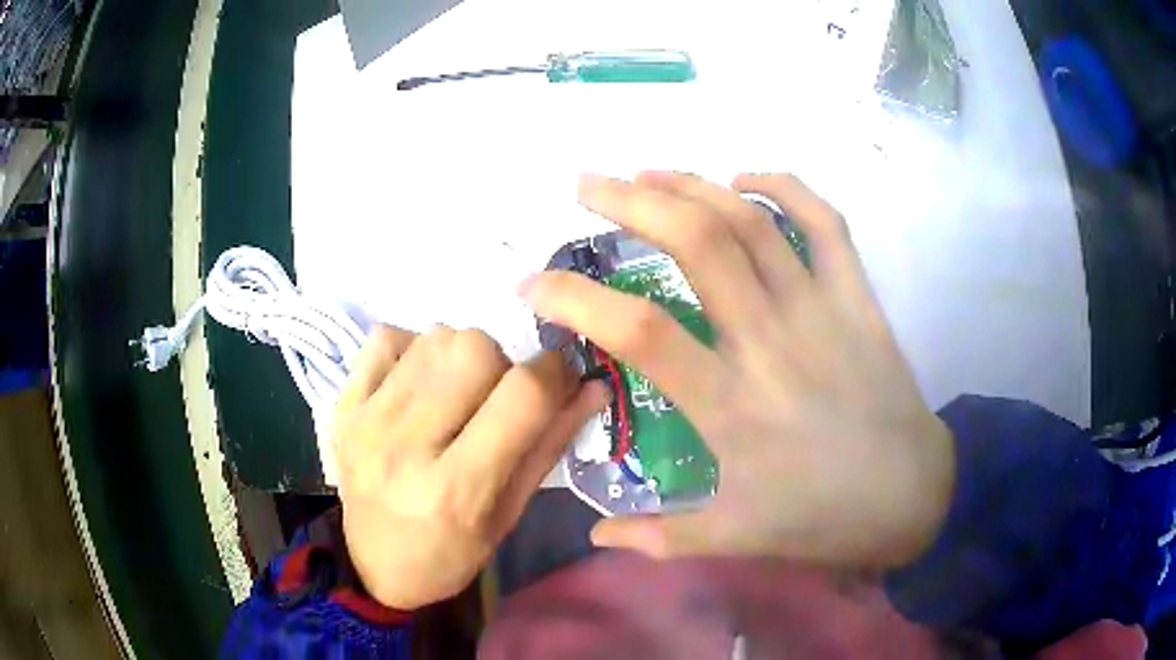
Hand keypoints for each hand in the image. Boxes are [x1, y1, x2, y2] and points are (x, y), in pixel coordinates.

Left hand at [332, 325, 607, 609]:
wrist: (373, 565)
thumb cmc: (451, 553)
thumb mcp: (510, 515)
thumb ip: (550, 446)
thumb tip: (594, 387)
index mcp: (457, 488)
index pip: (523, 395)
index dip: (556, 371)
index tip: (560, 377)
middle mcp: (405, 446)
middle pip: (474, 347)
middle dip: (502, 363)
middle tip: (496, 397)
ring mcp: (366, 420)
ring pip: (434, 336)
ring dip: (459, 356)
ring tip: (454, 394)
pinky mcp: (342, 405)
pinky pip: (387, 337)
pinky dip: (412, 349)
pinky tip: (415, 384)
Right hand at [521, 172, 954, 568]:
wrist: (913, 496)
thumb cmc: (824, 518)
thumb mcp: (737, 539)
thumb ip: (659, 536)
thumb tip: (594, 535)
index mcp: (732, 406)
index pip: (638, 332)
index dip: (576, 298)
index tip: (534, 282)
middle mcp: (772, 342)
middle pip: (696, 244)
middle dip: (630, 201)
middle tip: (586, 186)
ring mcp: (820, 310)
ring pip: (752, 222)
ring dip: (692, 185)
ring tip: (646, 173)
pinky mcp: (858, 298)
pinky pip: (825, 224)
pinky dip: (786, 187)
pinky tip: (744, 179)